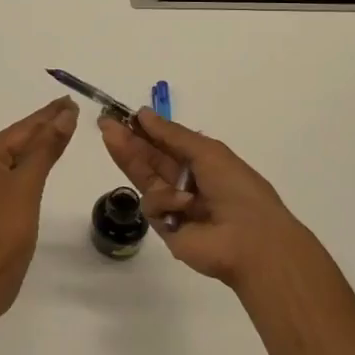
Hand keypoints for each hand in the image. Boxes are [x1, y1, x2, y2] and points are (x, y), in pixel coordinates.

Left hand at [0, 97, 79, 317]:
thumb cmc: (6, 230)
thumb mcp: (29, 184)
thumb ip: (47, 147)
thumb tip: (65, 114)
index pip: (21, 129)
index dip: (48, 115)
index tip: (69, 100)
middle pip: (17, 141)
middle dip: (44, 127)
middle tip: (71, 109)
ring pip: (15, 158)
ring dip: (39, 145)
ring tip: (63, 127)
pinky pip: (13, 174)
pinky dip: (31, 165)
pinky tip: (45, 159)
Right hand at [99, 109, 331, 289]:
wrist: (250, 241)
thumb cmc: (236, 189)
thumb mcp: (207, 152)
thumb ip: (171, 134)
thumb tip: (143, 114)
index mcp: (201, 163)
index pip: (166, 144)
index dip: (145, 130)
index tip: (123, 116)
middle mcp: (186, 182)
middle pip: (150, 159)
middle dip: (128, 140)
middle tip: (104, 123)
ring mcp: (174, 205)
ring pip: (143, 177)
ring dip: (129, 157)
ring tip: (112, 138)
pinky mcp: (165, 227)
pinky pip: (152, 205)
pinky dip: (165, 200)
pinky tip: (182, 203)